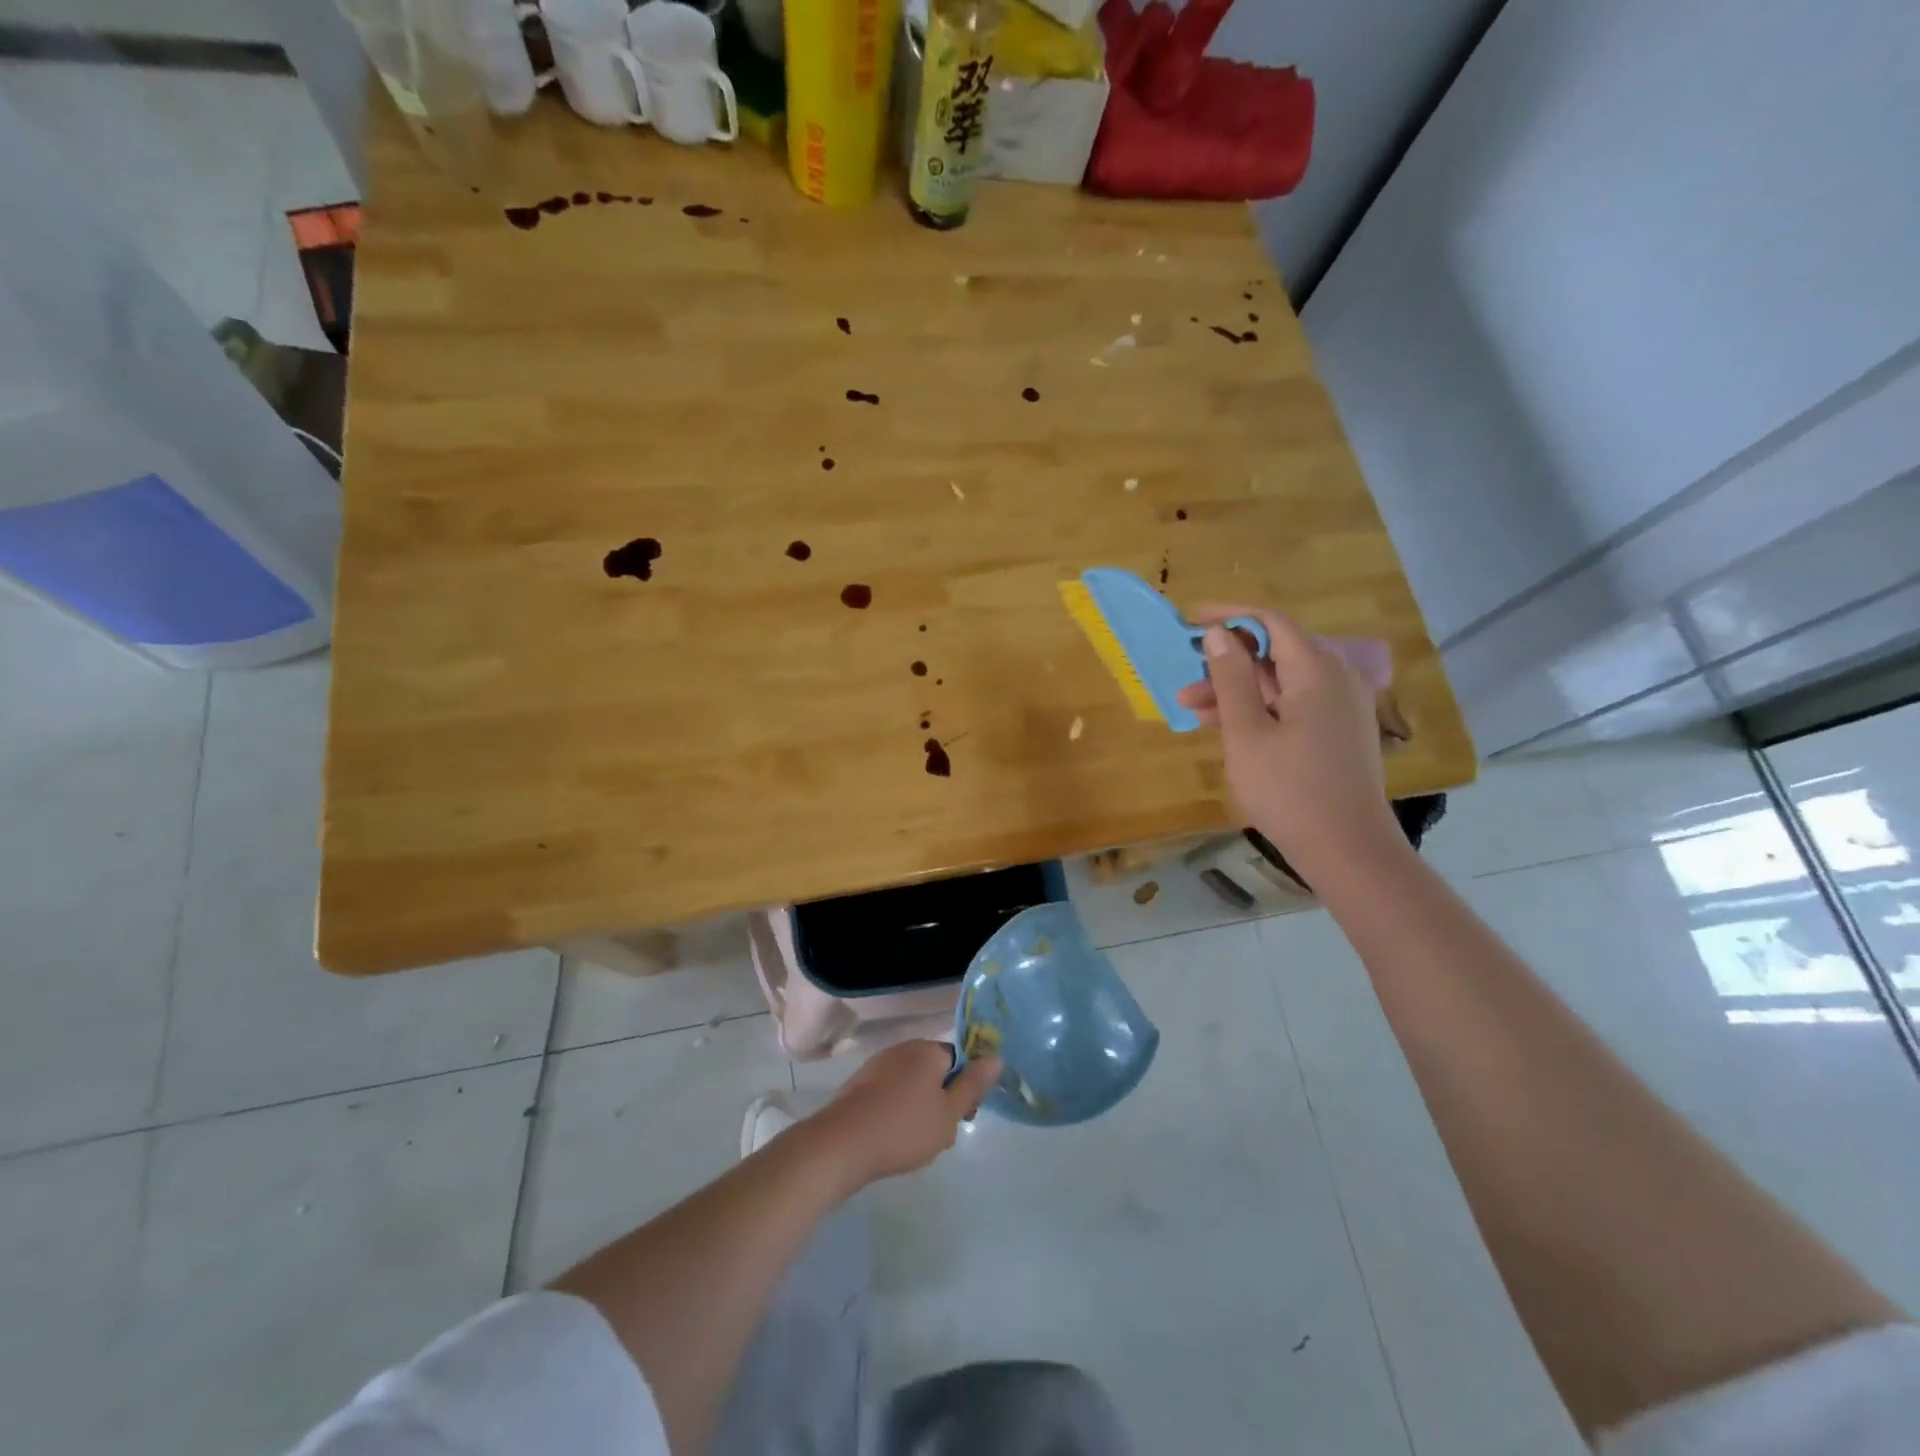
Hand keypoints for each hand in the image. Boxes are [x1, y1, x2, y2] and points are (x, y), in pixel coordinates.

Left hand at [809, 1040, 1001, 1187]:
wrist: (841, 1144)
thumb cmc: (903, 1128)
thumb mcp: (949, 1113)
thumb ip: (973, 1085)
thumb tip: (995, 1056)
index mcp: (928, 1050)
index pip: (958, 1059)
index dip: (965, 1087)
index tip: (963, 1117)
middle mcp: (902, 1048)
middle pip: (934, 1070)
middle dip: (942, 1099)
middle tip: (940, 1133)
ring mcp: (877, 1064)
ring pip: (911, 1083)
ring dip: (919, 1107)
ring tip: (915, 1141)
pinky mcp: (859, 1084)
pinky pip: (889, 1092)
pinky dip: (895, 1110)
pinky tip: (891, 1137)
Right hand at [1175, 606, 1402, 877]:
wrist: (1348, 849)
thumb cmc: (1289, 789)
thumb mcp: (1247, 732)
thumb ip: (1231, 678)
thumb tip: (1218, 634)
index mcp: (1317, 671)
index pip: (1271, 622)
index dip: (1229, 617)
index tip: (1190, 622)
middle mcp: (1337, 678)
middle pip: (1275, 654)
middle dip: (1226, 665)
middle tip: (1185, 685)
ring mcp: (1342, 707)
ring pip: (1282, 683)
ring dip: (1238, 692)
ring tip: (1194, 713)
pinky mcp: (1340, 731)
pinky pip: (1295, 705)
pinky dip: (1261, 710)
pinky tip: (1228, 729)